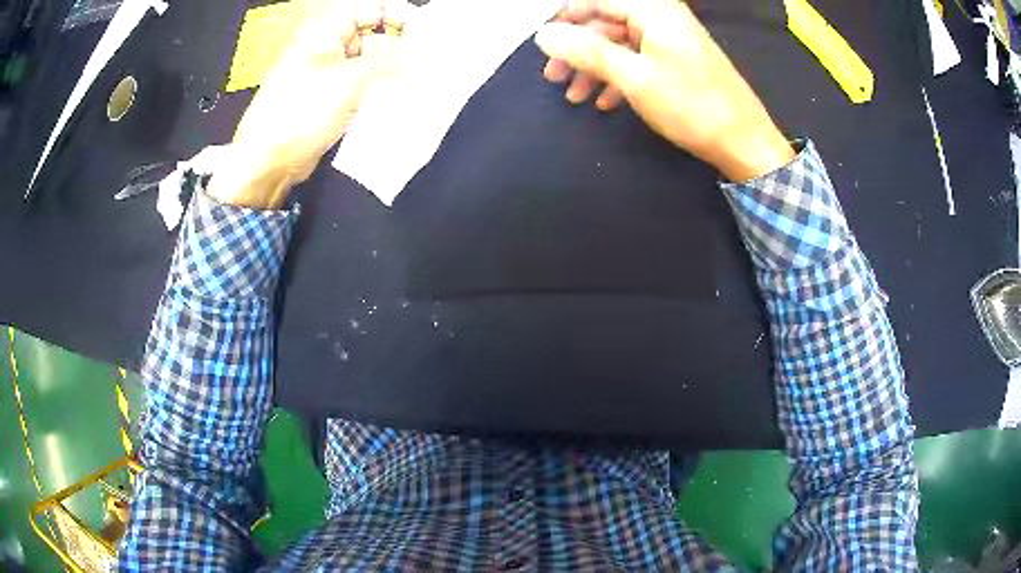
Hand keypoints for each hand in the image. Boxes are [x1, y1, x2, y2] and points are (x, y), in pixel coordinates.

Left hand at [208, 0, 405, 208]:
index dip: (398, 14)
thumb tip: (411, 50)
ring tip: (414, 79)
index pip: (371, 7)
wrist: (268, 162)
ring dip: (390, 68)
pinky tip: (396, 97)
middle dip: (398, 42)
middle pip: (372, 32)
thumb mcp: (347, 81)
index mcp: (325, 32)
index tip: (422, 32)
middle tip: (423, 59)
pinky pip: (360, 84)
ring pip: (368, 60)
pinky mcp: (329, 98)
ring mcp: (327, 73)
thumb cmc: (297, 116)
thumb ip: (385, 60)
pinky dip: (378, 87)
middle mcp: (327, 48)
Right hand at [535, 0, 794, 181]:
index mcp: (653, 11)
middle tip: (553, 78)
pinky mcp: (678, 61)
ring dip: (594, 68)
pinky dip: (618, 77)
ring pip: (620, 43)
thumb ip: (588, 51)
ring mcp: (671, 40)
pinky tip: (605, 102)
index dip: (565, 19)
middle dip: (577, 49)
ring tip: (575, 97)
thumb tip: (544, 34)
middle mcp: (661, 17)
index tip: (543, 45)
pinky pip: (638, 59)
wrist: (745, 143)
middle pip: (606, 22)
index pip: (596, 0)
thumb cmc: (691, 106)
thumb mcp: (634, 77)